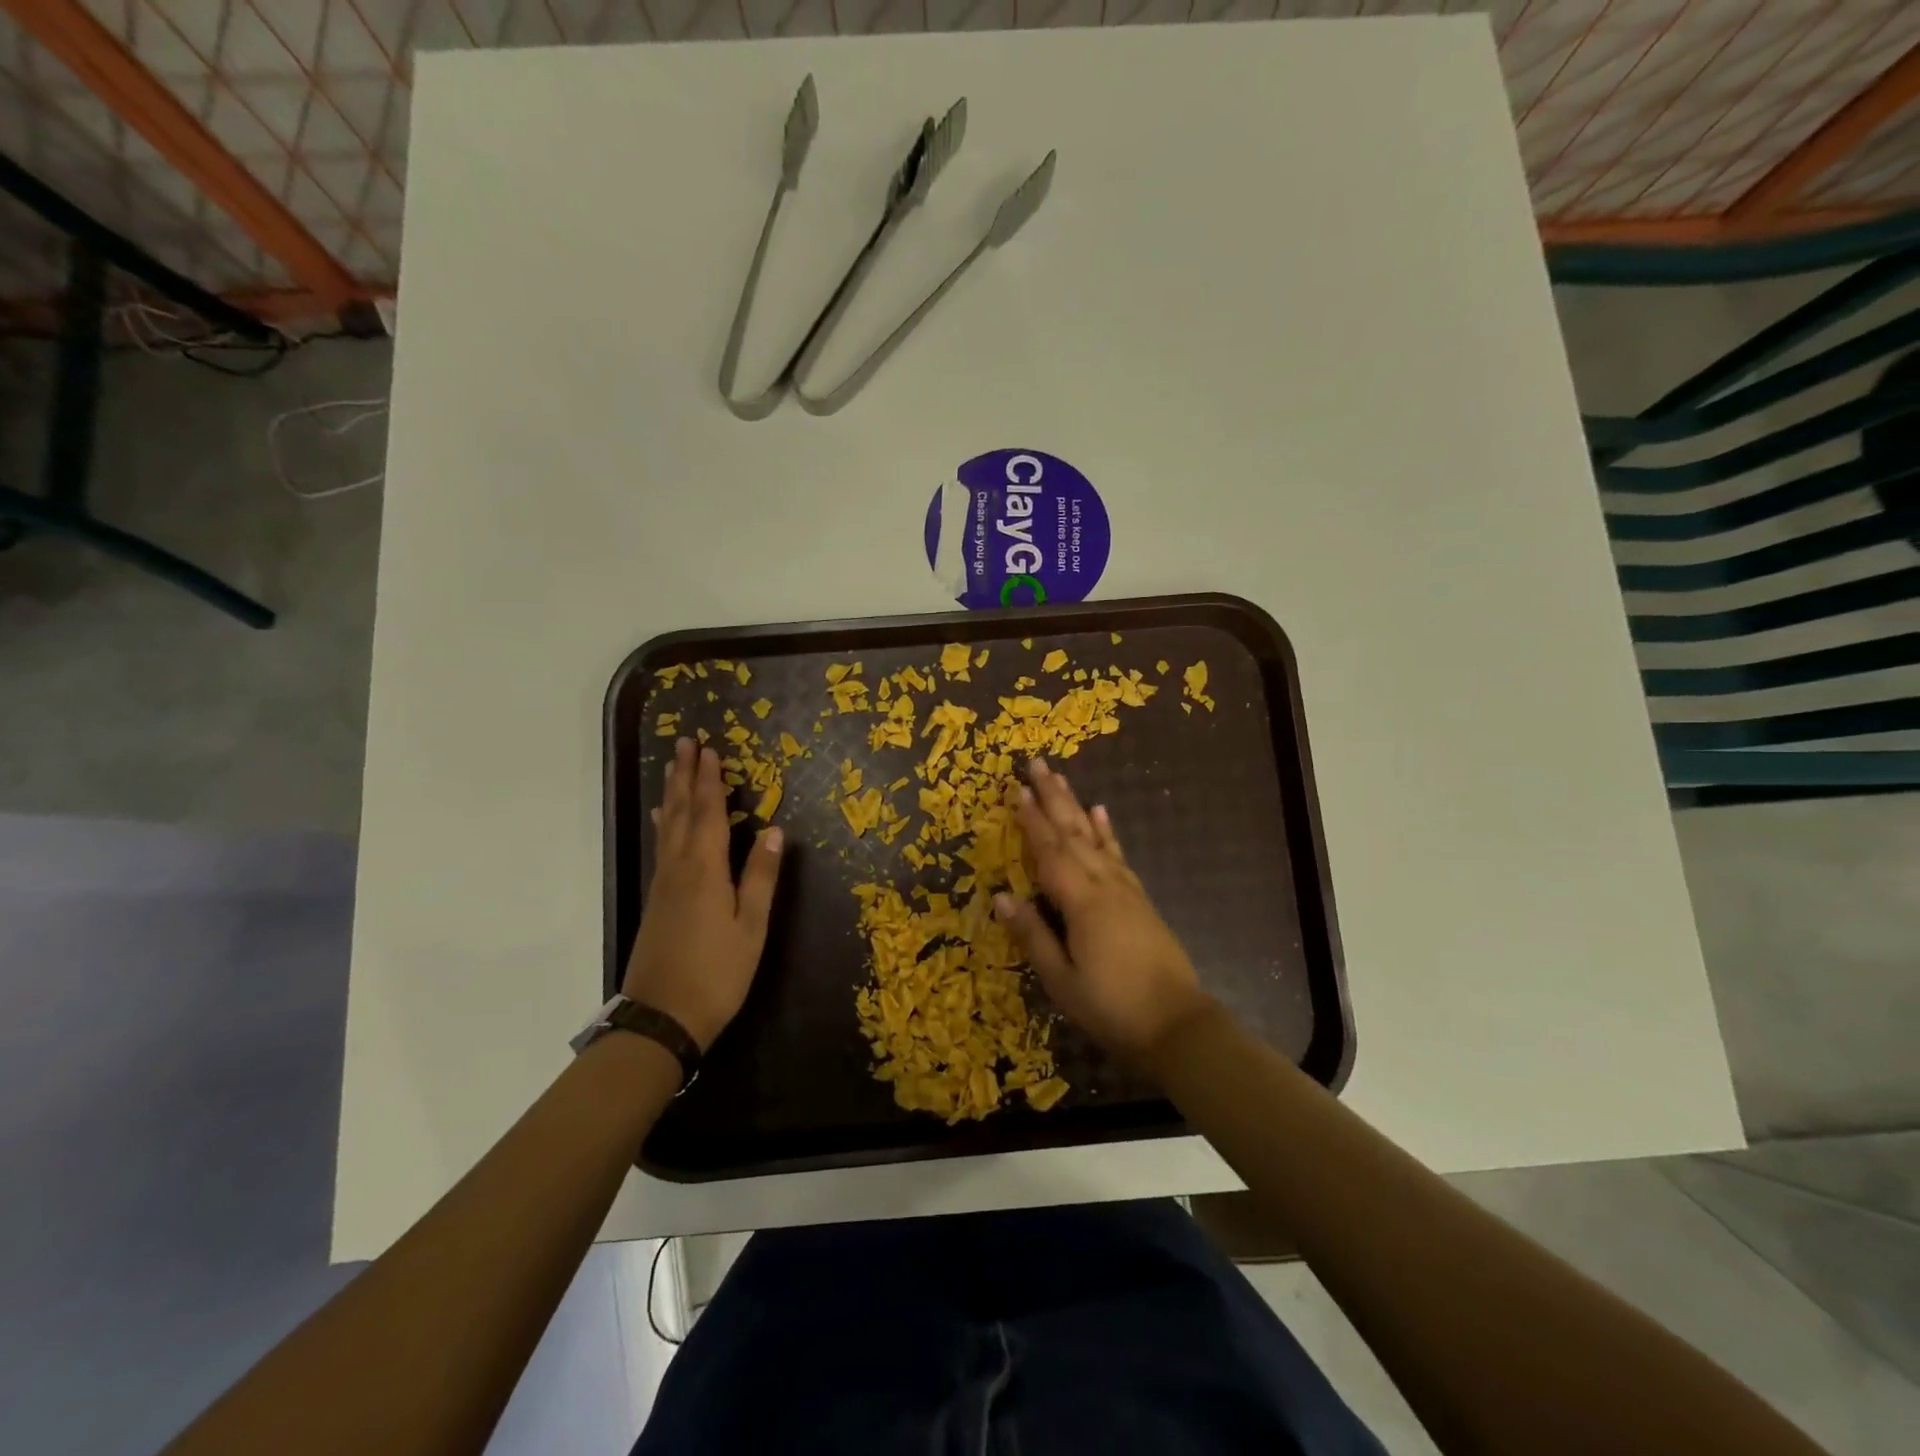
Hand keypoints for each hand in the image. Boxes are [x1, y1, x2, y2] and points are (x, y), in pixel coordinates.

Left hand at [623, 737, 783, 1050]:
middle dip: (685, 776)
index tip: (710, 750)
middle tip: (685, 743)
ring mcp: (664, 884)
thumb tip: (776, 830)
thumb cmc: (717, 973)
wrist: (662, 1018)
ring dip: (673, 793)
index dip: (710, 781)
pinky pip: (662, 845)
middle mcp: (679, 868)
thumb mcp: (751, 927)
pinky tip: (663, 820)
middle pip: (681, 812)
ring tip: (674, 769)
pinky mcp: (658, 900)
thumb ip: (761, 877)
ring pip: (667, 826)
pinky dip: (665, 823)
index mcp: (705, 870)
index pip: (708, 813)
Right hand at [994, 759, 1214, 1063]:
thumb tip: (1002, 896)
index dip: (1031, 820)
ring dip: (1076, 806)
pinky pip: (1119, 855)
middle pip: (1073, 833)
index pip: (1049, 852)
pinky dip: (1108, 832)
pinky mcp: (1140, 899)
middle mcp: (1104, 885)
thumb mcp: (1061, 980)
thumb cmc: (1111, 1007)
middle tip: (1037, 764)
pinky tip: (1101, 814)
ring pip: (1095, 837)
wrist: (1176, 1024)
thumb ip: (1033, 935)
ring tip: (1062, 779)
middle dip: (1053, 797)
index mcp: (1081, 903)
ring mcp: (1125, 889)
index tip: (1017, 789)